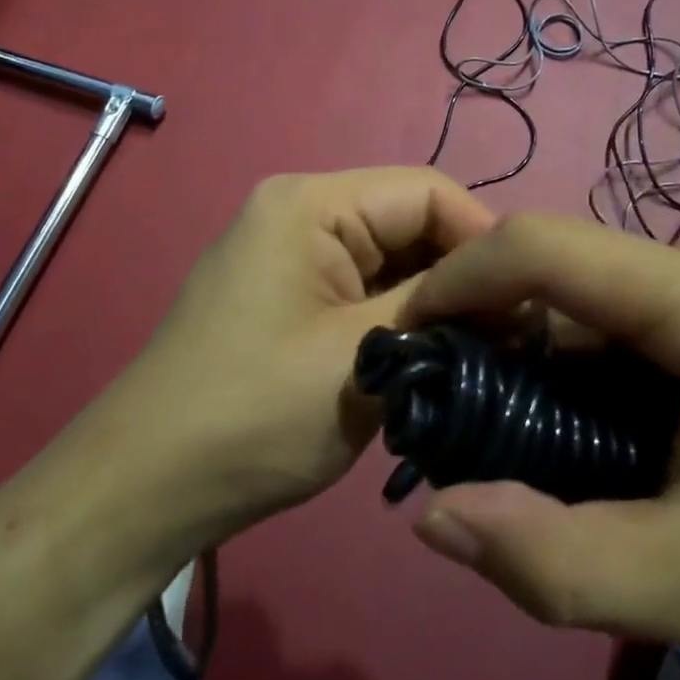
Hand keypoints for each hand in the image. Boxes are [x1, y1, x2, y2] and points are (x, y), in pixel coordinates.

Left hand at [75, 169, 494, 556]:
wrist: (148, 488)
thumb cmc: (254, 414)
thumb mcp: (363, 355)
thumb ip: (441, 309)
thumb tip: (511, 295)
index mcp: (310, 202)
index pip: (426, 191)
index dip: (484, 239)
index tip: (531, 301)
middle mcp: (298, 211)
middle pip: (408, 221)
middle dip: (461, 274)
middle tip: (514, 335)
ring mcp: (289, 253)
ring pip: (389, 258)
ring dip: (433, 300)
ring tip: (483, 349)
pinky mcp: (288, 294)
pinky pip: (362, 287)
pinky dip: (400, 315)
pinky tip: (432, 355)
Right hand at [398, 214, 679, 679]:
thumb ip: (556, 561)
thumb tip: (433, 518)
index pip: (541, 247)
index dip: (457, 281)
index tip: (407, 344)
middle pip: (562, 272)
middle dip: (492, 334)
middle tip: (455, 419)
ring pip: (590, 297)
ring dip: (537, 356)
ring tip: (519, 438)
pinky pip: (625, 313)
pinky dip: (582, 362)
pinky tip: (591, 430)